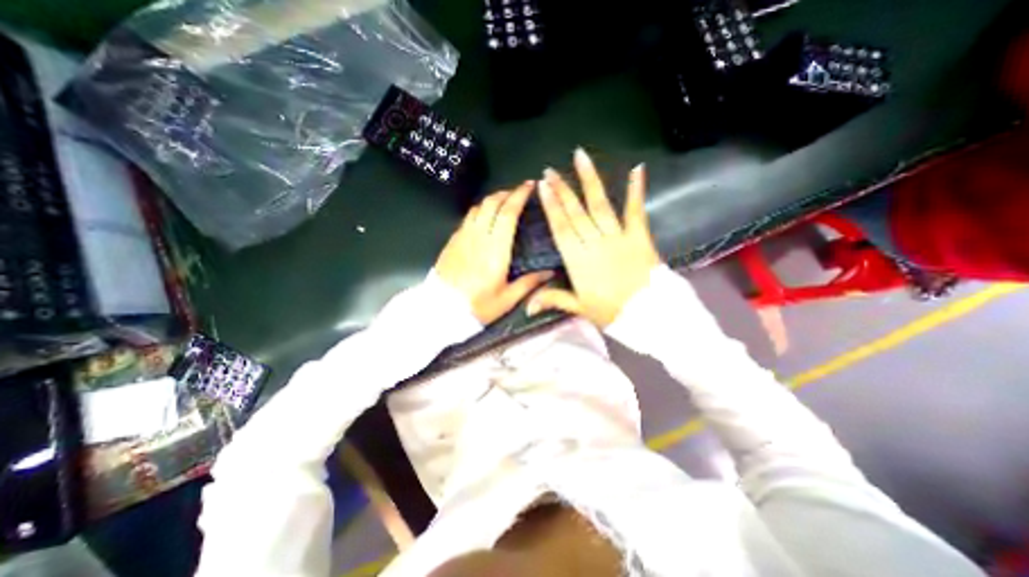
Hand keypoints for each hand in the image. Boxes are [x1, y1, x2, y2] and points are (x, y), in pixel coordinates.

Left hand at [431, 179, 550, 324]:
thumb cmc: (477, 306)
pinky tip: (483, 218)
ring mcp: (462, 237)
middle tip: (519, 192)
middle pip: (492, 204)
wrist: (441, 310)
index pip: (508, 213)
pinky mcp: (452, 241)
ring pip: (478, 208)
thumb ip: (529, 283)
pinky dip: (479, 211)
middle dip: (507, 193)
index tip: (529, 186)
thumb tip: (549, 273)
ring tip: (503, 202)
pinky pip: (467, 218)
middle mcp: (478, 237)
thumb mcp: (507, 299)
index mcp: (496, 250)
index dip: (519, 195)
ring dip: (492, 200)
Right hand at [526, 148, 662, 327]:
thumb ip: (552, 300)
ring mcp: (617, 237)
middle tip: (550, 170)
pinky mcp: (638, 236)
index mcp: (577, 260)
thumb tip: (526, 308)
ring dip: (589, 180)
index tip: (542, 186)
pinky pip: (635, 211)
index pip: (560, 227)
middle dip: (561, 190)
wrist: (647, 314)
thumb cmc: (610, 312)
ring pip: (599, 205)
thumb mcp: (578, 307)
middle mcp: (594, 243)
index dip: (551, 206)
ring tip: (580, 157)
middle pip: (575, 212)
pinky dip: (636, 190)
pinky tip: (636, 169)